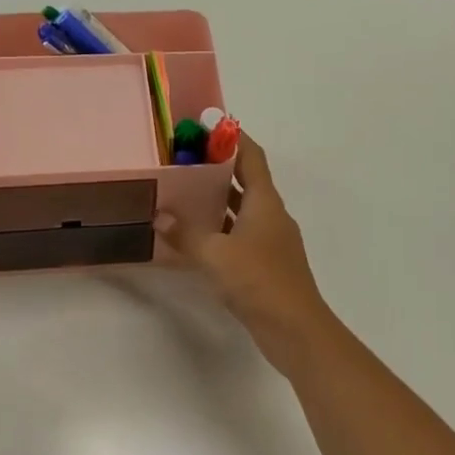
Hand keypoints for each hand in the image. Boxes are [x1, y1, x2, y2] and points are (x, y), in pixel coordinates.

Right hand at [154, 134, 332, 369]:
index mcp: (265, 202)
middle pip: (246, 181)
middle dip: (217, 169)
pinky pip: (239, 236)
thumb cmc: (259, 281)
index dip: (233, 138)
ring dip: (217, 201)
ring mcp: (270, 241)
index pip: (252, 157)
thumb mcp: (215, 255)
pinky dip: (219, 230)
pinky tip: (195, 237)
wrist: (294, 329)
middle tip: (183, 160)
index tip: (208, 125)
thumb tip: (160, 216)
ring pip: (241, 210)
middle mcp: (271, 215)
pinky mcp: (265, 264)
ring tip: (182, 193)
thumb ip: (186, 234)